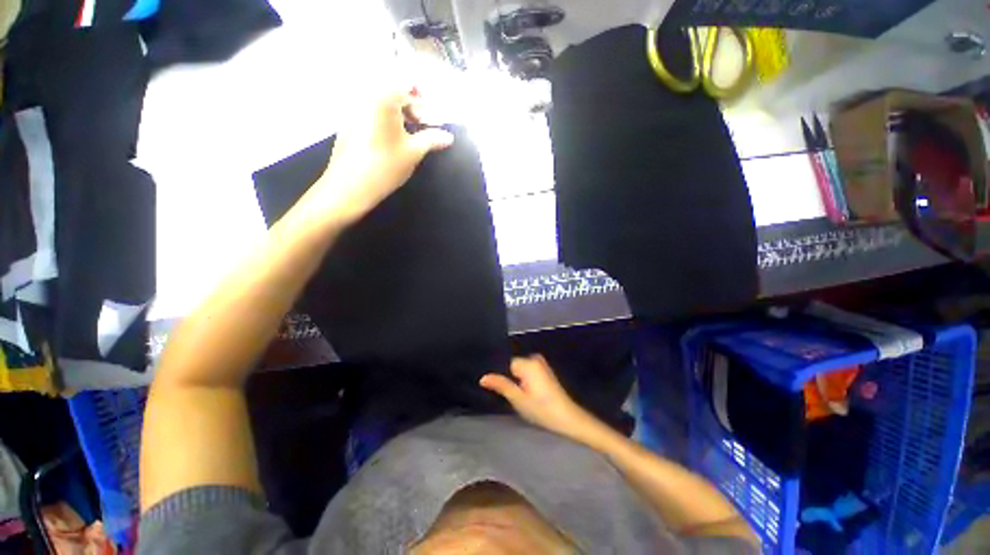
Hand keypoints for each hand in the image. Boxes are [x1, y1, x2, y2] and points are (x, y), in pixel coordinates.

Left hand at [308, 82, 454, 223]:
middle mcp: (365, 96)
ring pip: (381, 102)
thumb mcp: (414, 152)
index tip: (429, 115)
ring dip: (399, 114)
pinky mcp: (348, 123)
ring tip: (408, 136)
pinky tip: (390, 142)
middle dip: (411, 106)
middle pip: (393, 90)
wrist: (349, 187)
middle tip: (422, 127)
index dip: (421, 95)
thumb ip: (432, 140)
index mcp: (383, 98)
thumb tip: (448, 137)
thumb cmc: (385, 166)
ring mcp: (353, 110)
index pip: (406, 81)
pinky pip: (370, 113)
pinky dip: (384, 120)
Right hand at [480, 355, 600, 442]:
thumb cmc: (542, 410)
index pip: (506, 365)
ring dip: (518, 381)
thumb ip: (501, 385)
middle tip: (517, 397)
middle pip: (513, 366)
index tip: (508, 392)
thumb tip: (482, 377)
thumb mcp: (518, 399)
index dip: (504, 379)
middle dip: (512, 380)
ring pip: (520, 370)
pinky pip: (528, 371)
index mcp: (528, 362)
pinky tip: (530, 394)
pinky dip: (526, 381)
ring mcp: (541, 363)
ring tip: (524, 397)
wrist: (568, 417)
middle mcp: (535, 358)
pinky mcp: (545, 370)